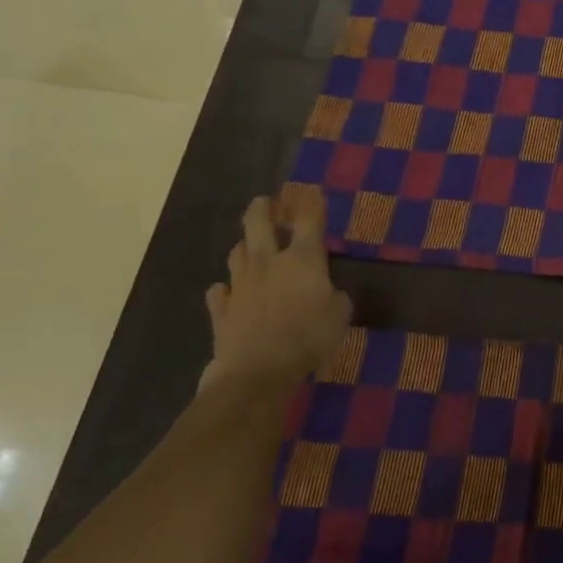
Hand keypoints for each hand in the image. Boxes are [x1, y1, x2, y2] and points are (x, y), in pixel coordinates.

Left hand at [202, 196, 352, 387]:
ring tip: (252, 246)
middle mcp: (269, 262)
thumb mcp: (341, 315)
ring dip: (246, 245)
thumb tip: (329, 293)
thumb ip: (335, 297)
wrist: (257, 371)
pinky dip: (227, 288)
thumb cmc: (309, 337)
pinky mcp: (222, 309)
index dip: (311, 203)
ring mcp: (241, 284)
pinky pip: (221, 291)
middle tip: (268, 202)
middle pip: (259, 223)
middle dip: (264, 208)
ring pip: (237, 252)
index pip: (309, 220)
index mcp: (304, 260)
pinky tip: (231, 291)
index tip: (312, 191)